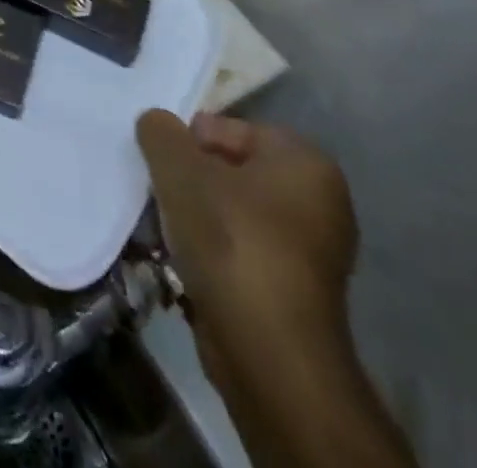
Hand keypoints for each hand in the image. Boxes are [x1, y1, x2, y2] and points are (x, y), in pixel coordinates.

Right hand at [137, 111, 357, 378]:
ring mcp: (311, 253)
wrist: (269, 354)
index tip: (164, 162)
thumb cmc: (231, 241)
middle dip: (191, 179)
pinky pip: (241, 252)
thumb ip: (161, 132)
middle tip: (160, 190)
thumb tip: (156, 123)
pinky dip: (211, 252)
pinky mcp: (293, 294)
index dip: (192, 139)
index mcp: (306, 163)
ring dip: (195, 216)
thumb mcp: (179, 169)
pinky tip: (181, 261)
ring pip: (234, 213)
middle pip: (233, 171)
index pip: (235, 128)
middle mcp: (319, 202)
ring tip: (164, 227)